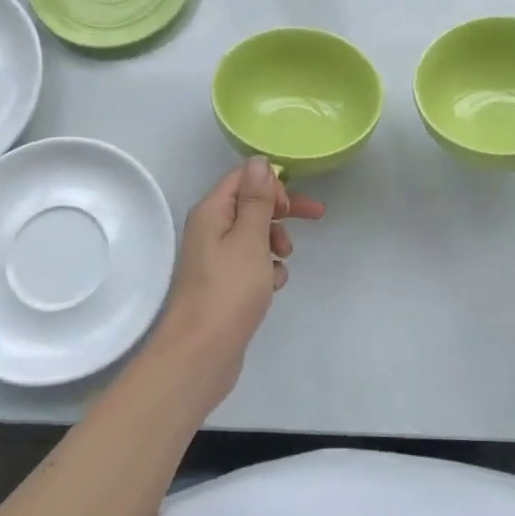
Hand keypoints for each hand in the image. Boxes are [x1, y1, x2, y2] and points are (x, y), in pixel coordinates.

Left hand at [148, 157, 323, 411]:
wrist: (200, 354)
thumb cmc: (228, 290)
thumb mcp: (250, 238)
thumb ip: (257, 199)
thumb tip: (258, 162)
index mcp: (211, 212)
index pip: (242, 178)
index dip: (272, 184)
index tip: (294, 204)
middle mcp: (209, 230)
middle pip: (251, 205)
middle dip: (282, 211)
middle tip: (314, 218)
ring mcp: (215, 259)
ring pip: (254, 235)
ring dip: (275, 241)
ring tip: (283, 261)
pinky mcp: (223, 284)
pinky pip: (251, 263)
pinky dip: (267, 268)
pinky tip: (273, 285)